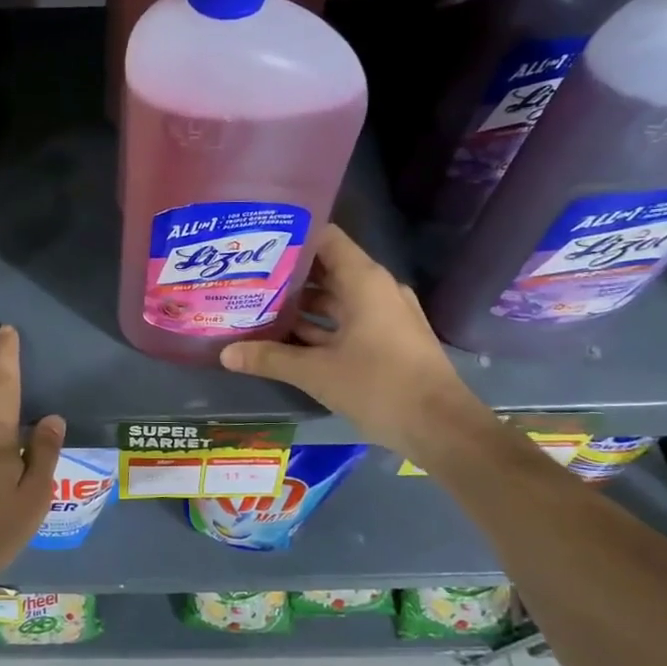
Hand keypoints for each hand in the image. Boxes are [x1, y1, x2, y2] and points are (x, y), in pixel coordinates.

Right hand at [219, 225, 486, 455]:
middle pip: (326, 269)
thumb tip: (225, 353)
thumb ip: (269, 358)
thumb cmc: (379, 386)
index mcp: (364, 281)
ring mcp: (384, 316)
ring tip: (257, 307)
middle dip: (287, 275)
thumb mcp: (316, 372)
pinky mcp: (387, 341)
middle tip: (246, 277)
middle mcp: (376, 290)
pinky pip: (346, 323)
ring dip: (300, 306)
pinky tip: (285, 339)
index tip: (256, 242)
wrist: (441, 429)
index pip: (325, 238)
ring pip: (335, 300)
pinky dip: (318, 328)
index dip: (291, 236)